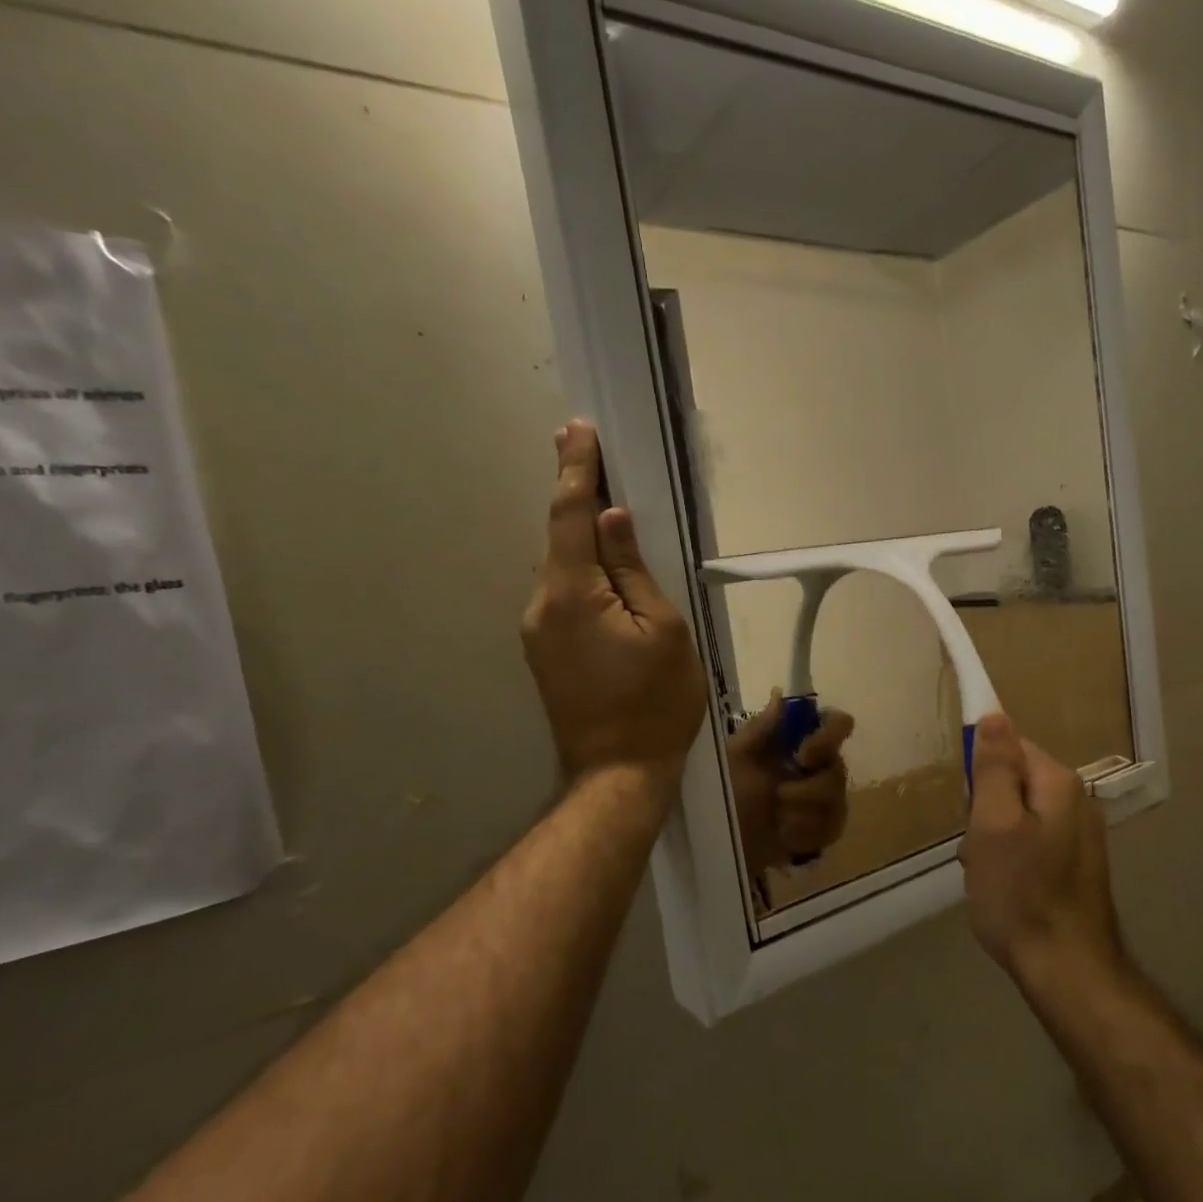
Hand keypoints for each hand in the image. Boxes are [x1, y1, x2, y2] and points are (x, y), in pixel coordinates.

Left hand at [522, 420, 705, 790]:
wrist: (617, 772)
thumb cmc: (656, 701)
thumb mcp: (665, 629)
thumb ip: (635, 570)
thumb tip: (614, 519)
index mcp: (573, 594)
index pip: (570, 516)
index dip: (576, 470)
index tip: (577, 429)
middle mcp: (542, 605)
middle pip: (561, 540)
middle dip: (578, 498)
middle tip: (594, 457)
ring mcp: (537, 631)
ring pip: (563, 570)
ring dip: (583, 540)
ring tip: (611, 516)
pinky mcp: (544, 651)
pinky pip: (564, 597)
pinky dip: (583, 574)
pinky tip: (607, 577)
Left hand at [728, 693, 854, 872]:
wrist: (716, 840)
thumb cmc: (725, 791)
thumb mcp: (735, 758)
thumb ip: (761, 728)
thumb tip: (780, 693)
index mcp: (798, 741)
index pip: (838, 724)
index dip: (830, 736)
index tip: (803, 755)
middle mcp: (818, 766)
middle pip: (838, 769)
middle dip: (809, 788)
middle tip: (780, 795)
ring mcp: (824, 800)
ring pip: (837, 802)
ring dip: (803, 813)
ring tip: (776, 819)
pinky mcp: (823, 830)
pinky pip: (830, 829)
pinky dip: (805, 833)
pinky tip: (784, 835)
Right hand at [959, 713, 1122, 989]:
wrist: (1067, 968)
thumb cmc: (1020, 893)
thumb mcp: (993, 825)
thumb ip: (994, 768)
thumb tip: (994, 715)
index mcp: (1058, 783)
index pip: (1011, 745)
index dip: (980, 769)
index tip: (967, 804)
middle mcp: (1077, 800)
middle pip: (1016, 779)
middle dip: (986, 806)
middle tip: (974, 844)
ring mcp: (1081, 834)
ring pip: (1020, 813)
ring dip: (995, 834)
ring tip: (984, 870)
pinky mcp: (1077, 863)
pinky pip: (1033, 840)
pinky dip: (1012, 855)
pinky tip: (1003, 884)